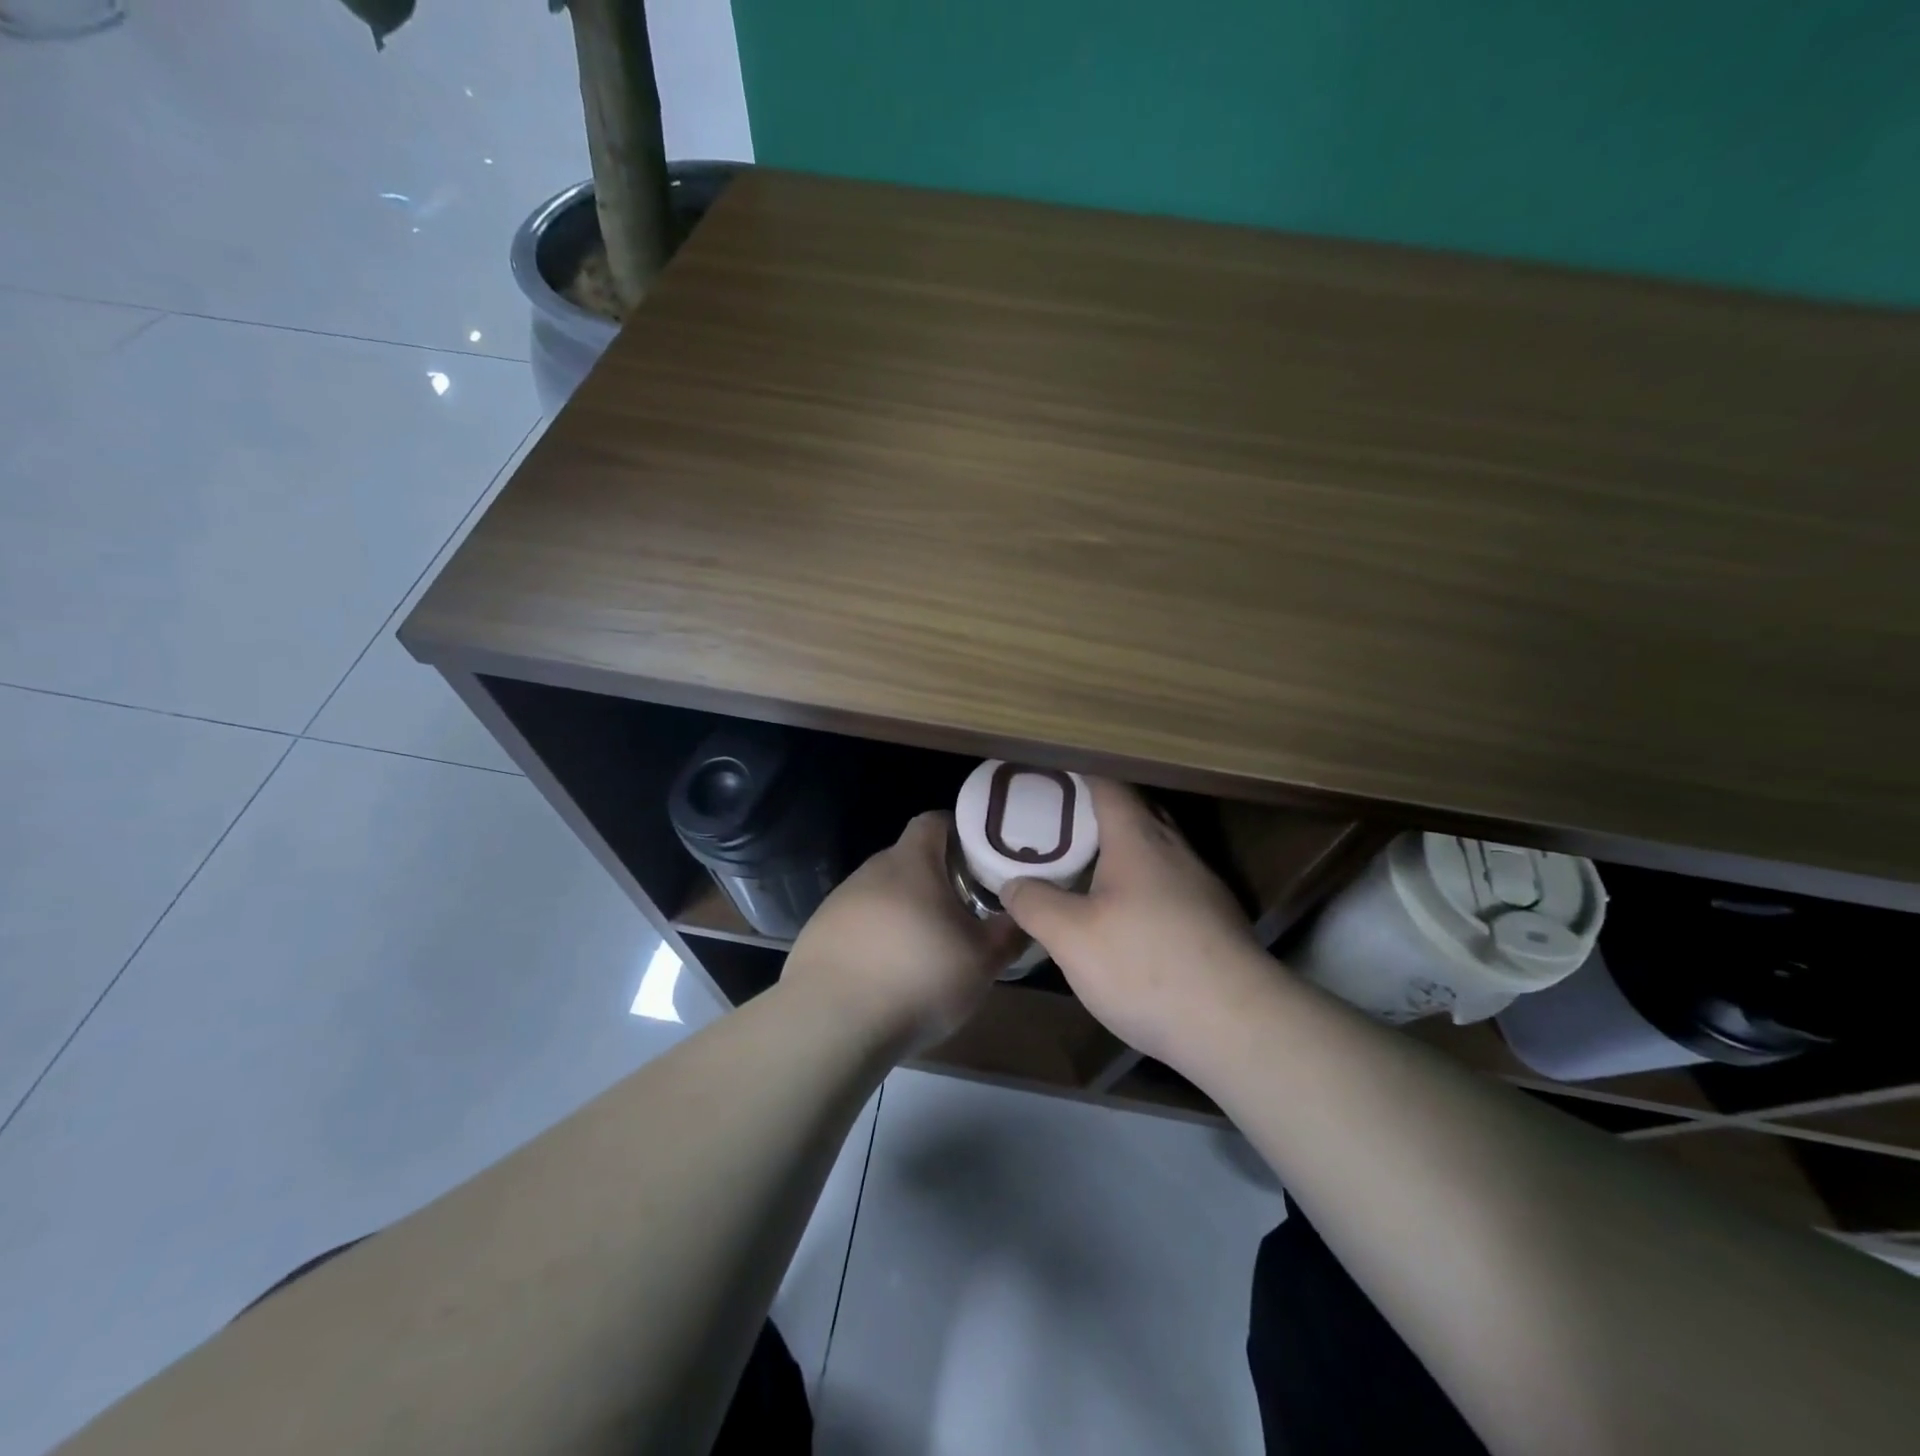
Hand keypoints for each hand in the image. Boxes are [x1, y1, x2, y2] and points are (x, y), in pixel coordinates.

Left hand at [784, 811, 1020, 1052]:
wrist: (832, 1023)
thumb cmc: (918, 977)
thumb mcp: (982, 960)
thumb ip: (1010, 932)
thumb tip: (1027, 914)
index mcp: (911, 862)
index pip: (935, 821)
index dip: (961, 832)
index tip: (982, 859)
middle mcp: (871, 870)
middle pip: (910, 859)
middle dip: (937, 879)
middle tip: (964, 910)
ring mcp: (839, 901)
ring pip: (883, 894)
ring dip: (906, 911)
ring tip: (927, 949)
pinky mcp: (818, 933)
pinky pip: (858, 924)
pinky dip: (876, 938)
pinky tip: (887, 974)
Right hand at [1002, 779, 1269, 1067]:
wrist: (1237, 1026)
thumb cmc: (1145, 966)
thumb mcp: (1071, 938)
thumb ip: (1036, 904)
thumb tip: (1013, 884)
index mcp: (1139, 840)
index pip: (1109, 785)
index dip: (1079, 775)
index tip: (1050, 775)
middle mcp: (1175, 851)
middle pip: (1137, 812)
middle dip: (1100, 811)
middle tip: (1059, 822)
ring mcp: (1202, 886)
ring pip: (1157, 851)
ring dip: (1123, 850)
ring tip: (1086, 867)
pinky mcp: (1215, 921)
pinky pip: (1171, 884)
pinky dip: (1143, 884)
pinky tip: (1127, 917)